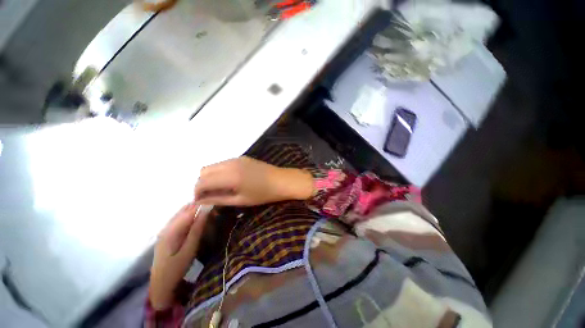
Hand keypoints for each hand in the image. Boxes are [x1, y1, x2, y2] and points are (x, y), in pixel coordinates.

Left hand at [149, 203, 209, 309]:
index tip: (216, 203)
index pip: (189, 211)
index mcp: (171, 231)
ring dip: (195, 210)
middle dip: (199, 206)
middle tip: (214, 208)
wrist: (161, 284)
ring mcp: (165, 230)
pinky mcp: (167, 234)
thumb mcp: (189, 250)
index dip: (202, 205)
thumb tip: (206, 210)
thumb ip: (197, 229)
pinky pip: (180, 219)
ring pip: (182, 213)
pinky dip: (190, 216)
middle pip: (184, 209)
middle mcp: (167, 227)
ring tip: (208, 211)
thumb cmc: (176, 268)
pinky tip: (197, 219)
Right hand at [194, 156, 314, 206]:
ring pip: (213, 165)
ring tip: (220, 188)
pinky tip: (229, 180)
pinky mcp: (242, 157)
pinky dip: (220, 171)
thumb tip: (199, 201)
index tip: (200, 201)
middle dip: (202, 183)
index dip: (197, 192)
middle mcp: (230, 163)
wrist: (282, 180)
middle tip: (210, 195)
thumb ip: (218, 199)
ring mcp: (236, 158)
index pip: (202, 181)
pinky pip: (223, 163)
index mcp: (230, 176)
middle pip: (204, 171)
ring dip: (211, 177)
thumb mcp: (240, 200)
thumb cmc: (263, 194)